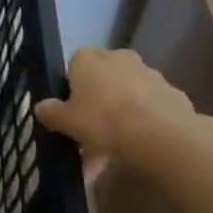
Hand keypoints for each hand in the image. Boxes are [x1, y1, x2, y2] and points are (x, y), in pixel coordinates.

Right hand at [35, 46, 212, 174]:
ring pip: (125, 97)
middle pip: (101, 82)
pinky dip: (142, 124)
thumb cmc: (104, 121)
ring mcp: (147, 73)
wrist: (162, 135)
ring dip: (119, 119)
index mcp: (87, 58)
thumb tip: (40, 107)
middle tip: (91, 139)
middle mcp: (117, 57)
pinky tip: (138, 150)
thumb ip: (51, 113)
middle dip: (96, 107)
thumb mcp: (66, 121)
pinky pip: (149, 108)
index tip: (72, 116)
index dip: (71, 93)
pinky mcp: (171, 92)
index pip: (73, 67)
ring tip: (114, 155)